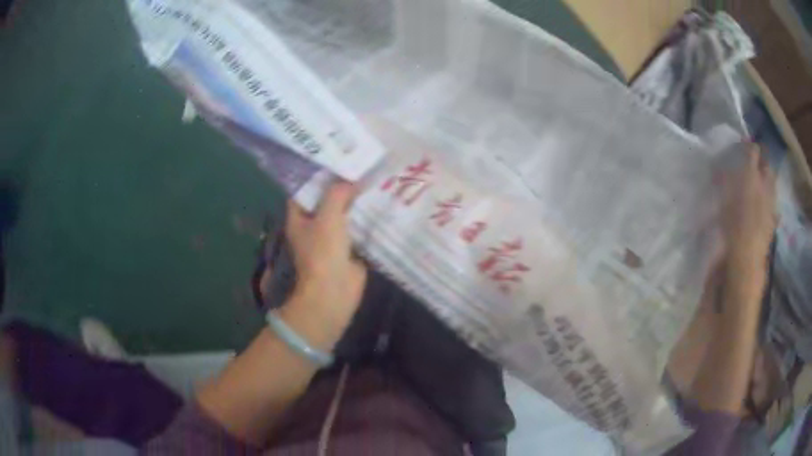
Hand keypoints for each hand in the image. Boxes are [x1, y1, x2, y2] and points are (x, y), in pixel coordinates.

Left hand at [283, 181, 366, 344]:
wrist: (335, 291)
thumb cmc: (323, 252)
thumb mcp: (328, 216)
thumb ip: (338, 194)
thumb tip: (351, 180)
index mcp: (300, 217)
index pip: (305, 189)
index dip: (318, 174)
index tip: (335, 159)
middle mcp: (313, 225)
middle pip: (326, 199)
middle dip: (341, 185)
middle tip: (359, 166)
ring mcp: (331, 237)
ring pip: (343, 213)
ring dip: (355, 201)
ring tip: (372, 178)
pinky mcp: (349, 247)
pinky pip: (357, 227)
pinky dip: (366, 217)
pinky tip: (380, 202)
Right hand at [721, 144, 776, 273]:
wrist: (746, 259)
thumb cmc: (732, 226)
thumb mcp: (723, 200)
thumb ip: (725, 181)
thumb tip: (721, 168)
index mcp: (752, 175)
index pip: (753, 151)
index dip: (748, 146)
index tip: (742, 146)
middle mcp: (765, 185)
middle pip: (767, 166)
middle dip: (762, 163)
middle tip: (755, 164)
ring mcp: (771, 203)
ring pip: (773, 184)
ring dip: (768, 180)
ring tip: (761, 184)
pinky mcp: (773, 221)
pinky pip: (774, 204)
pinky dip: (770, 201)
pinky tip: (766, 206)